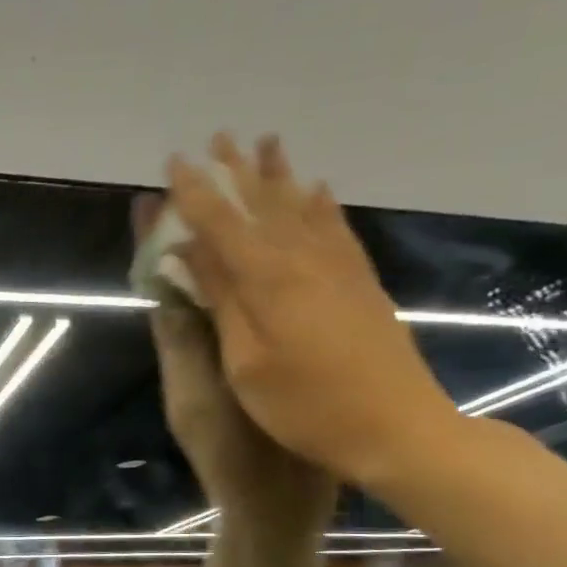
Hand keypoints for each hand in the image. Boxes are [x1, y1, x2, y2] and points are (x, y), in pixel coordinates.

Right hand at [164, 134, 459, 489]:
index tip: (172, 164)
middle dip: (235, 172)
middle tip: (216, 139)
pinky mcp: (360, 283)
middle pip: (263, 204)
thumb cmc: (304, 406)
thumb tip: (193, 252)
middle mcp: (304, 261)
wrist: (394, 427)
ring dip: (278, 175)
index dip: (193, 193)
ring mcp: (338, 269)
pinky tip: (316, 190)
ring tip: (265, 144)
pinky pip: (336, 228)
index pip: (221, 224)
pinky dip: (321, 204)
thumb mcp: (246, 362)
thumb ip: (223, 300)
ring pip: (301, 208)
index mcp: (268, 281)